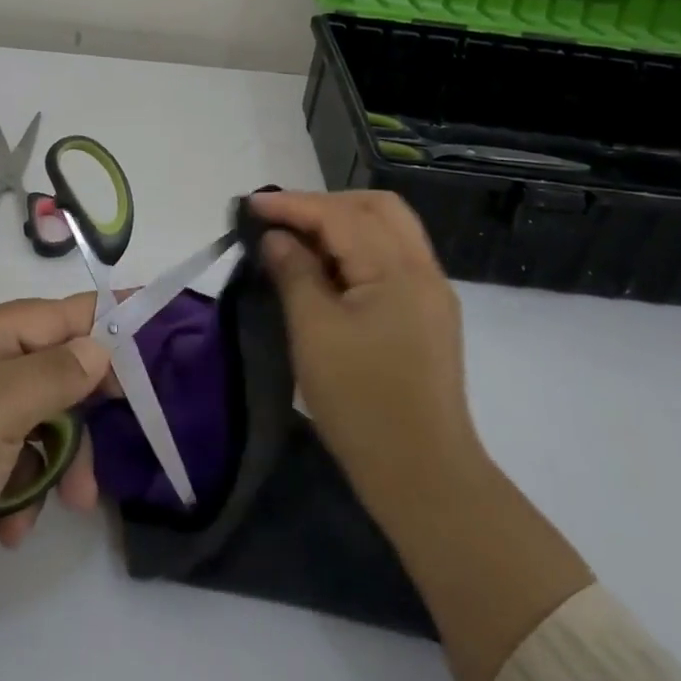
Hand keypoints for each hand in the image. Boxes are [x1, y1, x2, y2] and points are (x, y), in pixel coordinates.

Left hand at [0, 294, 111, 680]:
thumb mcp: (0, 406)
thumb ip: (57, 372)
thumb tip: (99, 347)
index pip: (50, 315)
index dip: (98, 317)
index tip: (146, 315)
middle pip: (49, 371)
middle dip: (81, 408)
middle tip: (123, 425)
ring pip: (39, 422)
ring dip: (59, 461)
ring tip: (74, 502)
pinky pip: (15, 462)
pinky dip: (25, 490)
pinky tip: (15, 527)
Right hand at [248, 189, 483, 537]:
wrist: (424, 476)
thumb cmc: (361, 402)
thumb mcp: (314, 332)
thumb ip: (294, 273)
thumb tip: (276, 237)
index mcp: (398, 269)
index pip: (340, 215)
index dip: (292, 204)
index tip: (249, 204)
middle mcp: (422, 269)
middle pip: (376, 208)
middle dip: (324, 205)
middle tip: (281, 220)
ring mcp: (431, 293)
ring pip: (387, 230)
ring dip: (342, 224)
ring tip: (298, 240)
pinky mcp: (427, 316)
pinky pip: (391, 258)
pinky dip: (357, 249)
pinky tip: (327, 269)